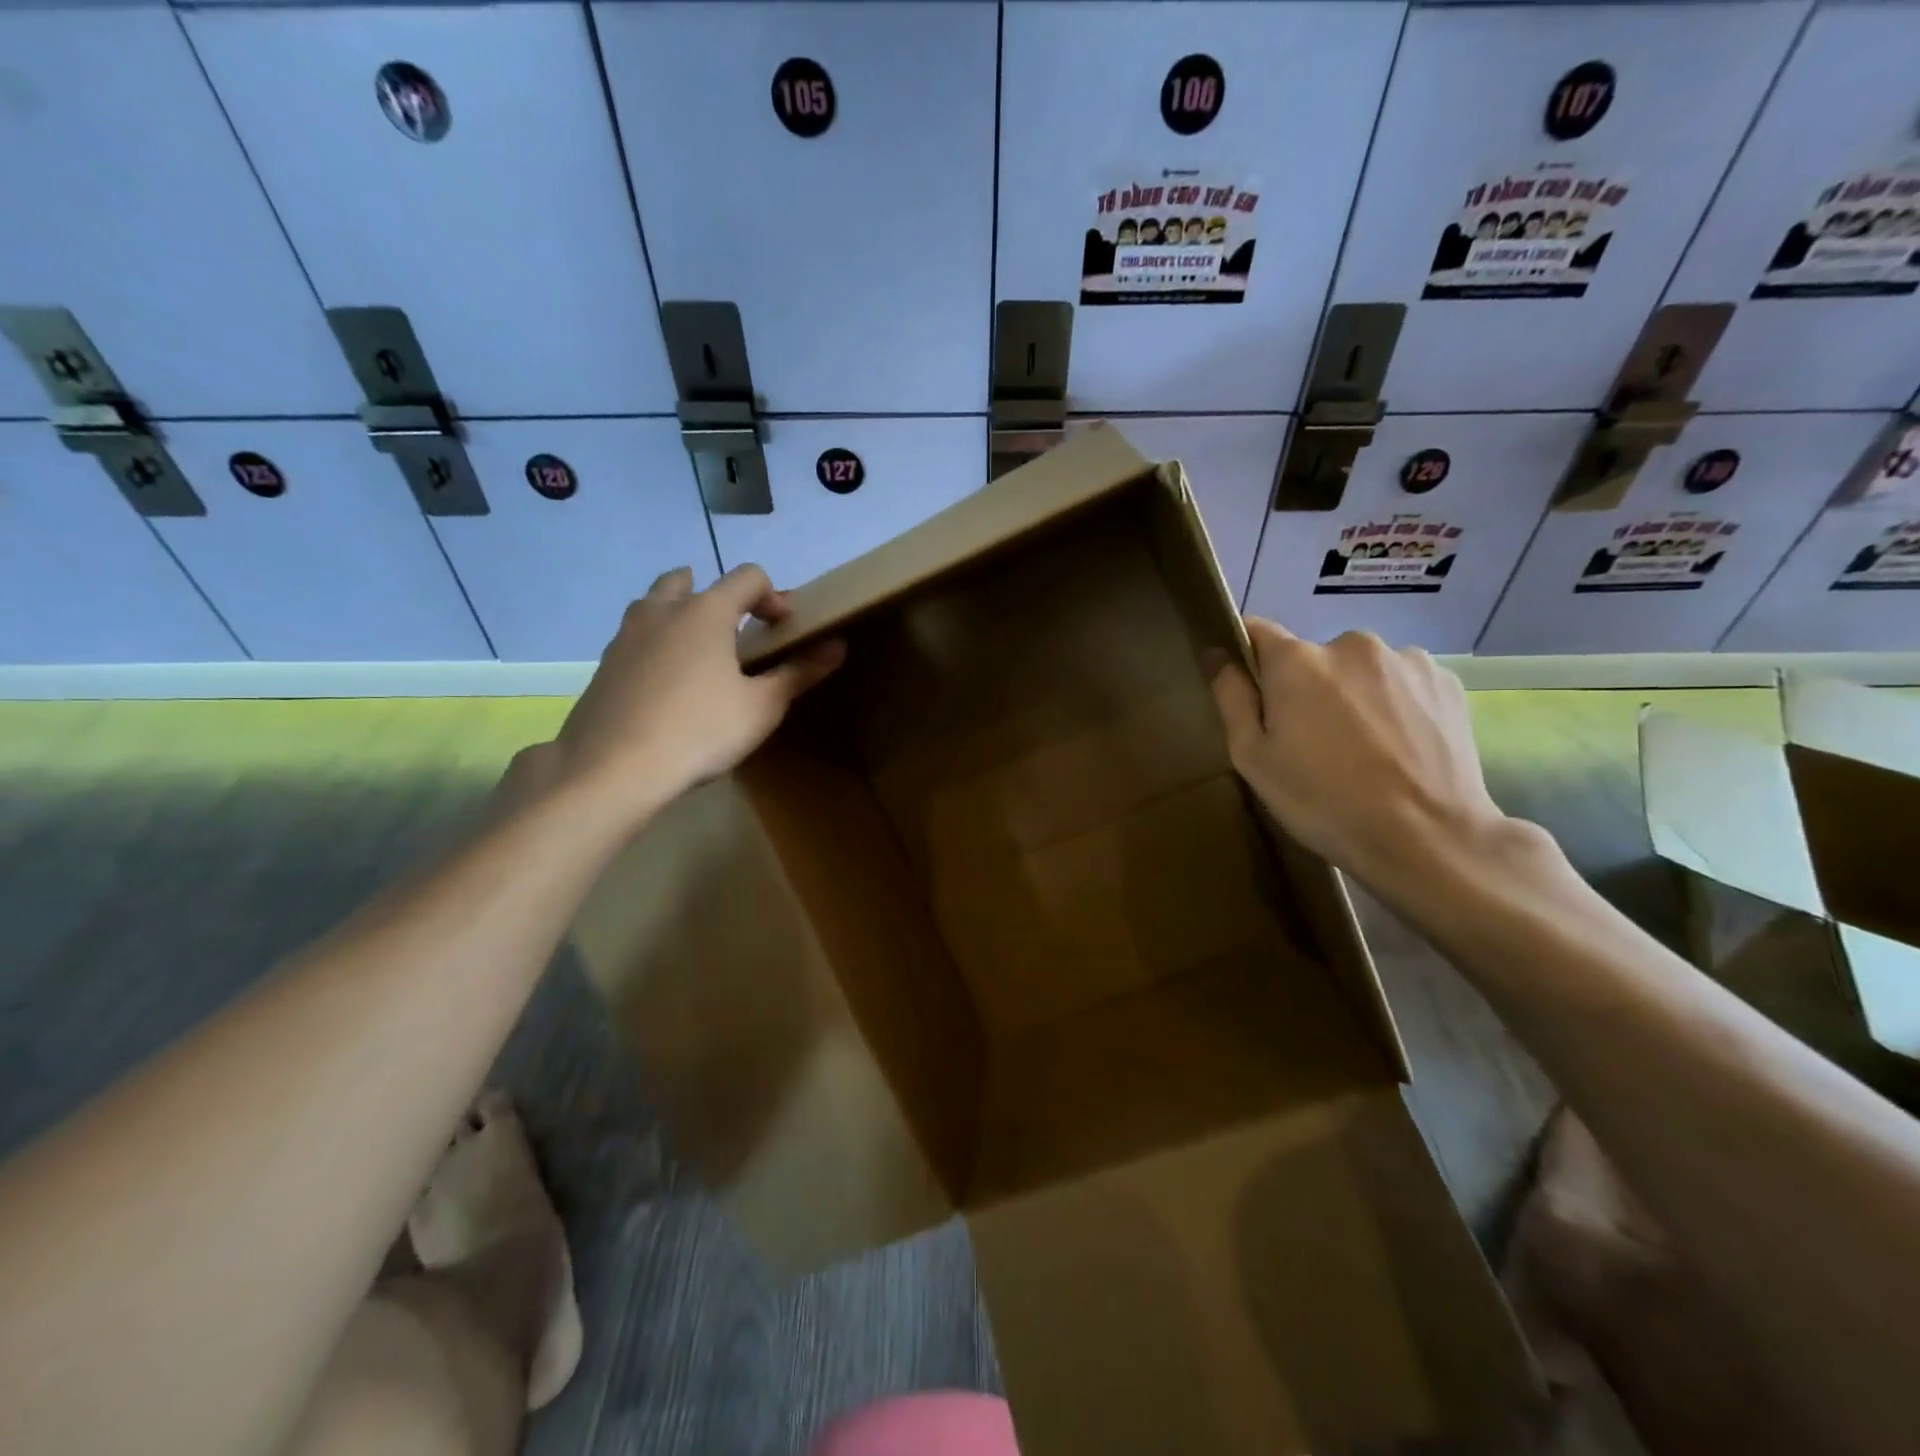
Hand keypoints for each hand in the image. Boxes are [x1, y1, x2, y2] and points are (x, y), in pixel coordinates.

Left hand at [548, 564, 844, 825]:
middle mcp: (662, 612)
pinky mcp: (604, 666)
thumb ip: (799, 672)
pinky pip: (636, 639)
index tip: (784, 629)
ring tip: (701, 655)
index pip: (747, 577)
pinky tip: (668, 687)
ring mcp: (626, 637)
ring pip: (654, 606)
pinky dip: (657, 646)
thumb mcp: (762, 707)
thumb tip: (838, 645)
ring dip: (681, 615)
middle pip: (688, 580)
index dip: (773, 596)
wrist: (612, 769)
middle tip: (736, 632)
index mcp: (706, 612)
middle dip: (718, 597)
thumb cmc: (700, 730)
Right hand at [1208, 620, 1509, 891]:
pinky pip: (1403, 683)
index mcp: (1296, 660)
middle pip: (1312, 656)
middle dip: (1307, 687)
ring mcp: (1406, 659)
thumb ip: (1232, 699)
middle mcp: (1351, 643)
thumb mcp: (1253, 759)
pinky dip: (1395, 705)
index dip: (1248, 657)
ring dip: (1354, 694)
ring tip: (1364, 748)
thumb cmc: (1322, 801)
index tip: (1252, 692)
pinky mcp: (1446, 681)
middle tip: (1313, 740)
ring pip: (1361, 669)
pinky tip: (1399, 747)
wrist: (1427, 839)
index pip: (1257, 631)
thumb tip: (1217, 655)